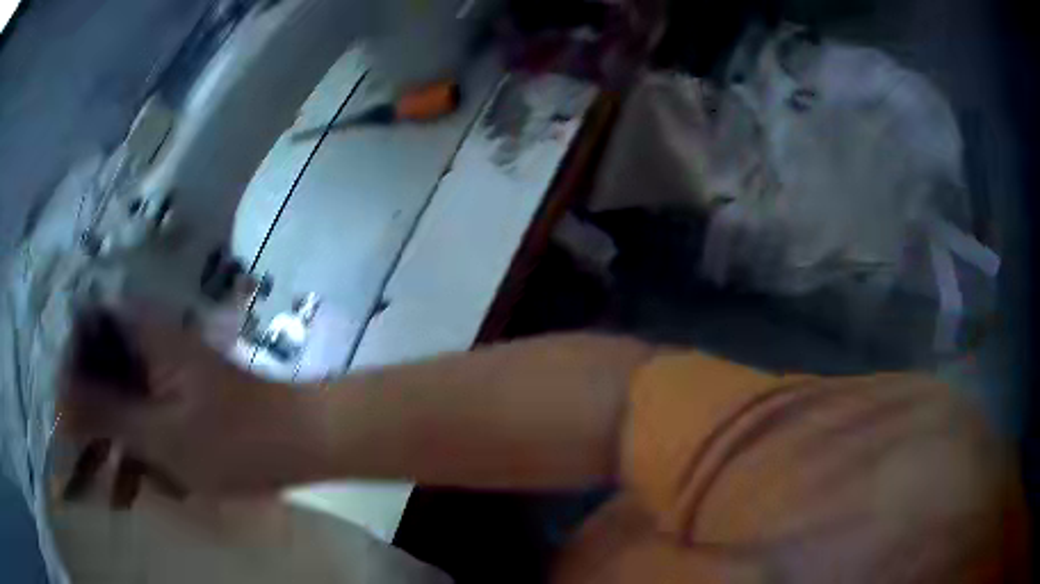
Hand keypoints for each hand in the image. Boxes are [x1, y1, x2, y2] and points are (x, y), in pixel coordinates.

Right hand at [60, 310, 328, 496]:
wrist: (300, 441)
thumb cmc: (233, 440)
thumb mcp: (160, 435)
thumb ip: (106, 414)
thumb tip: (60, 399)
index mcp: (144, 333)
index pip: (86, 329)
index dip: (70, 368)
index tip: (65, 413)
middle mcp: (151, 341)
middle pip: (101, 366)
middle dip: (89, 412)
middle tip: (85, 454)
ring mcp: (166, 369)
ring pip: (121, 395)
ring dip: (114, 436)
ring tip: (113, 481)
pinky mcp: (181, 396)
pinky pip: (145, 413)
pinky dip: (139, 445)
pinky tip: (141, 484)